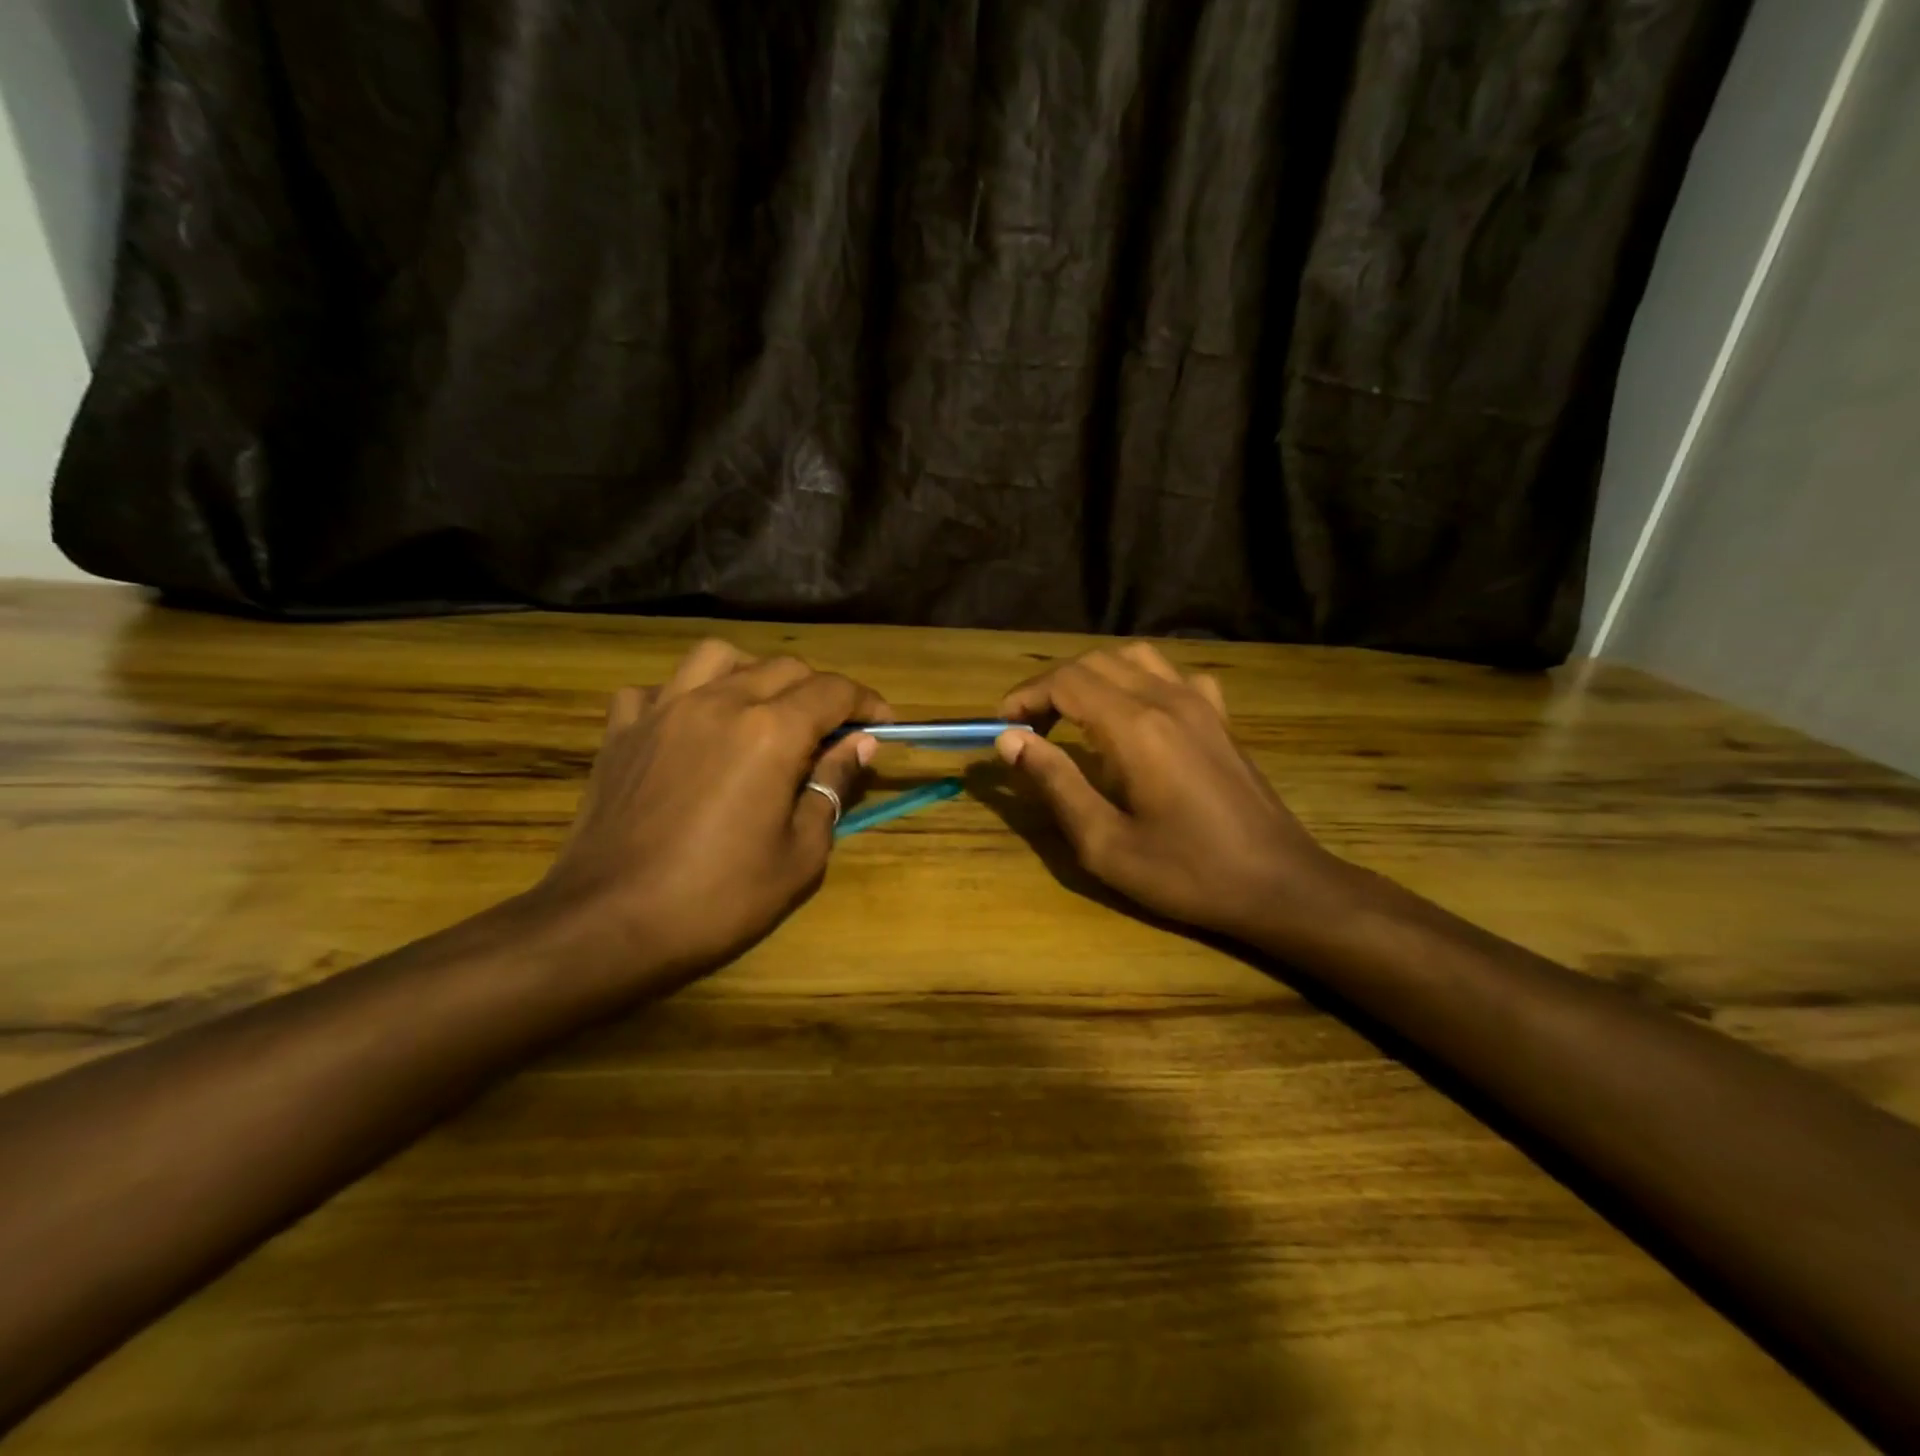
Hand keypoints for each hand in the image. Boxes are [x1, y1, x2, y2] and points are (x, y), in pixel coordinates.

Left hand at [532, 640, 888, 979]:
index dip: (867, 702)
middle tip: (830, 733)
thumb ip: (832, 786)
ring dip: (752, 675)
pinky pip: (656, 689)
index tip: (882, 724)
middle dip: (819, 692)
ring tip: (761, 711)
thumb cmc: (719, 899)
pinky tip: (690, 728)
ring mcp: (663, 710)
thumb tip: (861, 744)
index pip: (833, 691)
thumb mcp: (800, 853)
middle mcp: (719, 703)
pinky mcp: (621, 731)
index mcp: (770, 732)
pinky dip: (682, 696)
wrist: (609, 925)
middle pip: (784, 668)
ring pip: (718, 657)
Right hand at [997, 643, 1357, 949]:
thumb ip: (1056, 784)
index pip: (1065, 682)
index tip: (1002, 726)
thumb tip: (1010, 741)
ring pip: (1134, 658)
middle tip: (1030, 729)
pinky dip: (1142, 680)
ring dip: (1094, 676)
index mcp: (1135, 728)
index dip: (1025, 697)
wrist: (1280, 885)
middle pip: (1095, 662)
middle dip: (1052, 686)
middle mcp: (1167, 699)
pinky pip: (1174, 675)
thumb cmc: (1187, 873)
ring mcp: (1201, 704)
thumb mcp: (1105, 844)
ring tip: (1074, 715)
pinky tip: (1139, 713)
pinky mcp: (1221, 718)